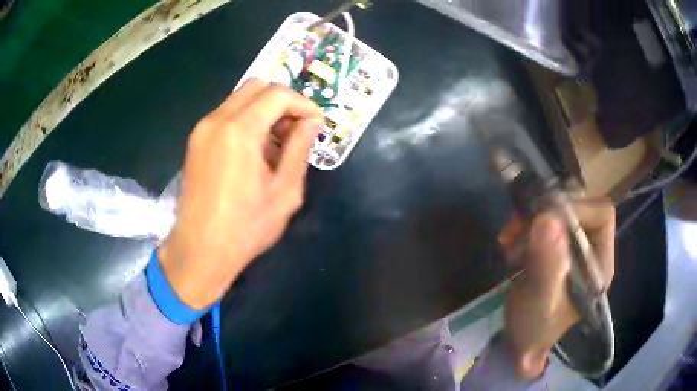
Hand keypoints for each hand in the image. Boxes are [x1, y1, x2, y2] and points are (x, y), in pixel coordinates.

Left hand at [159, 79, 323, 308]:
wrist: (200, 249)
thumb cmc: (246, 227)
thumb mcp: (285, 191)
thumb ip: (300, 148)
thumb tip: (312, 122)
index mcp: (240, 130)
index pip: (278, 94)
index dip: (303, 104)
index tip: (316, 124)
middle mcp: (217, 120)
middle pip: (256, 86)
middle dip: (282, 102)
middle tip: (295, 130)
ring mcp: (202, 129)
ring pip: (240, 98)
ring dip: (264, 111)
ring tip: (276, 144)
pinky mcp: (195, 141)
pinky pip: (226, 115)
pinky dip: (246, 120)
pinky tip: (254, 151)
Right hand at [499, 201, 615, 378]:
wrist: (519, 342)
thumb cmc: (534, 328)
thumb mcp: (540, 301)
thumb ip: (547, 265)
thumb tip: (547, 219)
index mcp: (600, 263)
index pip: (602, 215)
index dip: (577, 209)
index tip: (544, 220)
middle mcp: (591, 250)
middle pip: (579, 209)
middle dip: (547, 215)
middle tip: (517, 230)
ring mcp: (573, 249)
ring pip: (559, 214)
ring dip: (531, 222)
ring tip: (509, 242)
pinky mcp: (556, 249)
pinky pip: (544, 223)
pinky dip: (524, 228)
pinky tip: (510, 245)